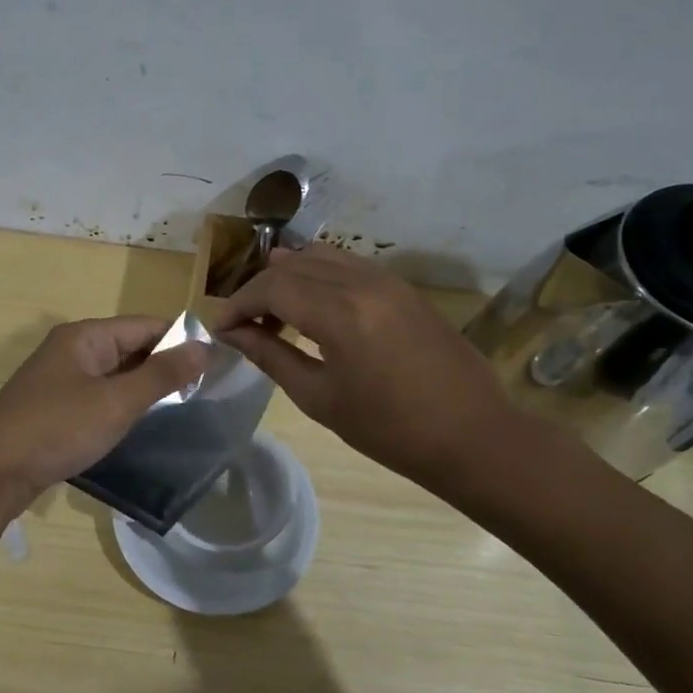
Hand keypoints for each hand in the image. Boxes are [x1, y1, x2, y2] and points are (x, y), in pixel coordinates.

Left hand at [0, 317, 208, 514]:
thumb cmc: (57, 429)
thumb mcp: (116, 402)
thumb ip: (161, 374)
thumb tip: (204, 347)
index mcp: (85, 337)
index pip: (145, 325)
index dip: (181, 339)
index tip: (216, 362)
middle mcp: (72, 350)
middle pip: (129, 347)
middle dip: (164, 365)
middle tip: (205, 390)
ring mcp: (60, 380)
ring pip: (114, 374)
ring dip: (144, 387)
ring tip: (182, 407)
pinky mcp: (54, 408)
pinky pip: (99, 396)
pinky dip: (121, 405)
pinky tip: (140, 423)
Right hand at [208, 246, 516, 490]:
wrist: (470, 435)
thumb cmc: (389, 429)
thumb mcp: (319, 397)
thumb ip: (271, 356)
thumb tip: (233, 334)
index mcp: (341, 314)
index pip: (272, 288)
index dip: (239, 304)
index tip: (221, 327)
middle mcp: (363, 283)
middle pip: (293, 267)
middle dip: (259, 290)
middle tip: (242, 323)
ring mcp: (388, 280)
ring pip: (321, 257)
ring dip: (289, 277)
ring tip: (272, 311)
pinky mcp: (404, 287)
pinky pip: (349, 265)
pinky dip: (319, 276)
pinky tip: (312, 305)